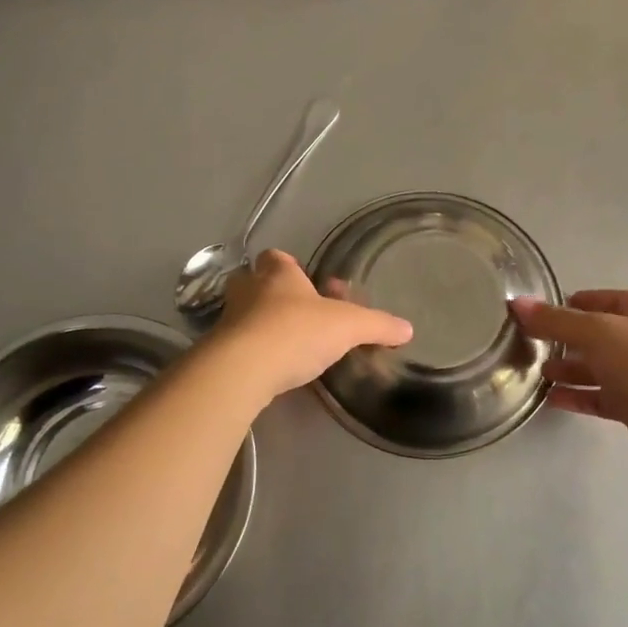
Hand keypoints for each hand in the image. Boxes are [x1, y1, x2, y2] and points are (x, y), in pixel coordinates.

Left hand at [213, 249, 412, 397]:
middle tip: (297, 312)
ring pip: (244, 313)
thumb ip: (378, 326)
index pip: (278, 257)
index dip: (291, 266)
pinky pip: (237, 344)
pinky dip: (252, 351)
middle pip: (255, 281)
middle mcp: (249, 290)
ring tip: (287, 343)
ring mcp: (229, 320)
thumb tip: (408, 329)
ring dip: (261, 323)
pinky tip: (270, 368)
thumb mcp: (348, 327)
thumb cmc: (296, 332)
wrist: (243, 369)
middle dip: (273, 293)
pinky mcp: (219, 351)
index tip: (309, 284)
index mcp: (278, 274)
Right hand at [512, 289, 627, 466]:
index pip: (604, 300)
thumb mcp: (594, 332)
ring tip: (539, 372)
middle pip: (598, 335)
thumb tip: (518, 303)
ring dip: (570, 369)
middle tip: (535, 343)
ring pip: (598, 368)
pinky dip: (579, 396)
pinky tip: (552, 399)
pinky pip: (601, 397)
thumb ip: (555, 320)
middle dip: (567, 339)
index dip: (577, 302)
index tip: (547, 310)